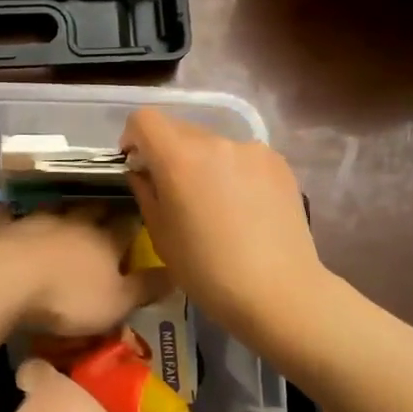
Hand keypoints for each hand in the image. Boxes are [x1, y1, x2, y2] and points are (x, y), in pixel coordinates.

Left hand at [0, 204, 166, 336]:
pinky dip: (14, 214)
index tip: (144, 213)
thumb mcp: (118, 302)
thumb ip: (146, 287)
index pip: (128, 224)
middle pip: (94, 210)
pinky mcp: (9, 229)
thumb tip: (177, 273)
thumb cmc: (70, 297)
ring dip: (65, 207)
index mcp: (107, 240)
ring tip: (70, 206)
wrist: (11, 281)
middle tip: (110, 206)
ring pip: (58, 208)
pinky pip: (12, 217)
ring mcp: (40, 222)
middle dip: (104, 208)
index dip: (136, 220)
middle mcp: (76, 222)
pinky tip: (12, 209)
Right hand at [121, 109, 323, 343]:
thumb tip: (143, 172)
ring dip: (203, 163)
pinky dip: (233, 172)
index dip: (133, 137)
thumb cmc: (207, 271)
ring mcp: (252, 150)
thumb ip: (146, 192)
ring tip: (215, 205)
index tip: (138, 165)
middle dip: (168, 152)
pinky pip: (242, 157)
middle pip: (179, 129)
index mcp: (179, 157)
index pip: (145, 119)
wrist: (278, 291)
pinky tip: (244, 209)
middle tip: (174, 191)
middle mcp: (216, 142)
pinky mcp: (278, 163)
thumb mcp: (160, 235)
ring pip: (213, 145)